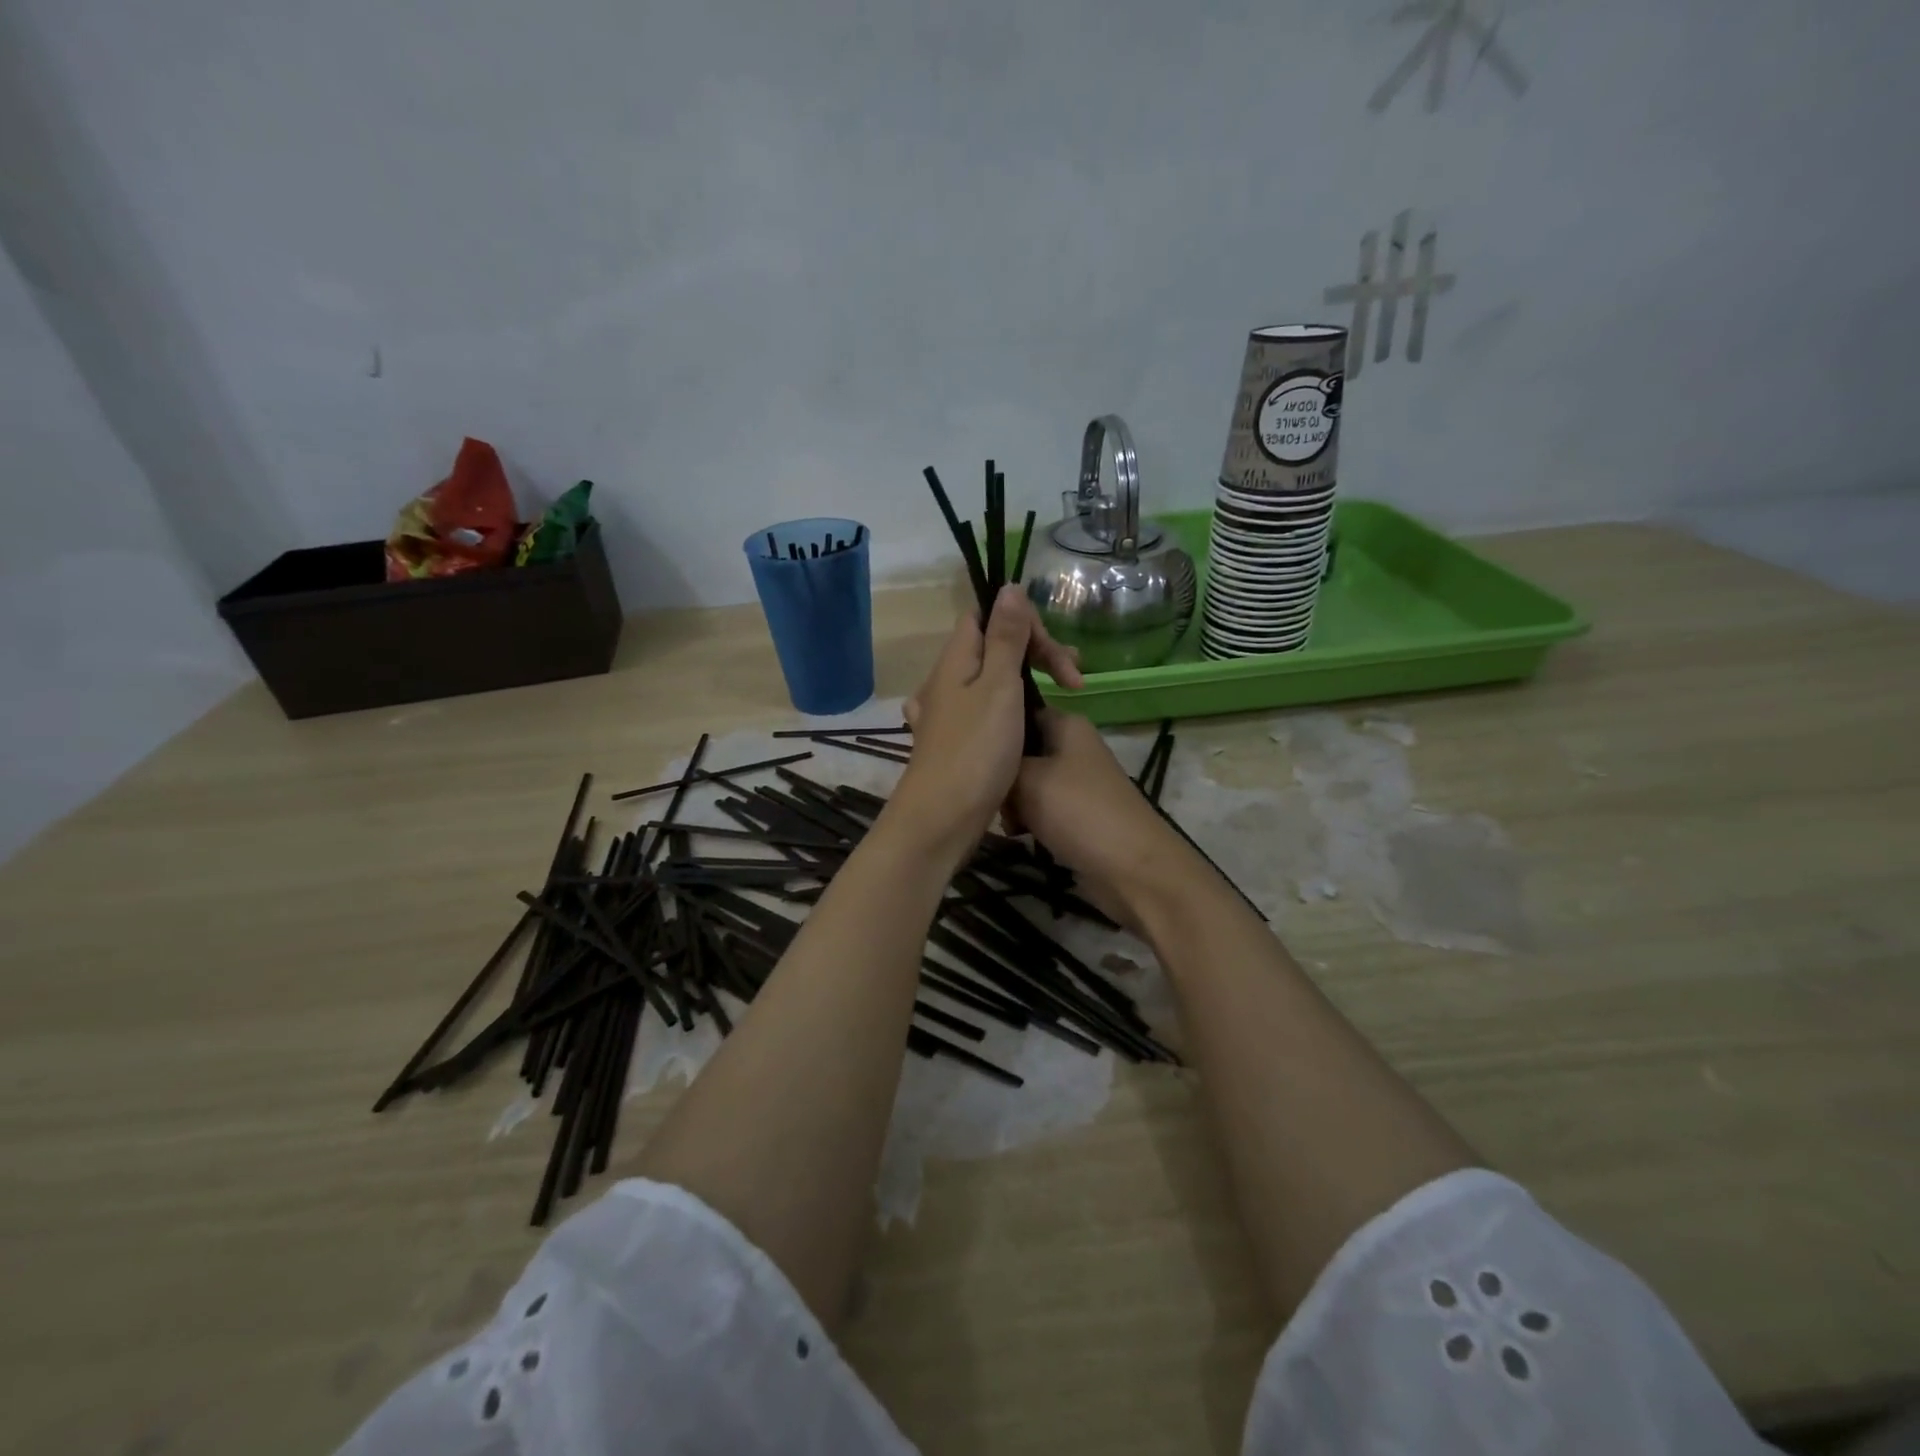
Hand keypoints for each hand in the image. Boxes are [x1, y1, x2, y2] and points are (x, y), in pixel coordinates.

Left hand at [891, 586, 1082, 857]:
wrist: (943, 818)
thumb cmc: (975, 749)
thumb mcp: (998, 686)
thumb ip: (1005, 637)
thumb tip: (1008, 587)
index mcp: (956, 658)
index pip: (987, 615)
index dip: (1023, 622)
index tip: (1054, 652)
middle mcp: (949, 679)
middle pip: (994, 646)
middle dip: (1037, 653)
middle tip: (1076, 679)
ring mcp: (952, 712)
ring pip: (995, 679)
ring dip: (1030, 680)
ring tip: (1066, 697)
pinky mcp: (960, 740)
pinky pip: (990, 709)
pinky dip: (1015, 708)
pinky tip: (1031, 721)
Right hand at [1007, 709, 1192, 932]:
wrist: (1131, 867)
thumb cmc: (1078, 811)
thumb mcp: (1028, 778)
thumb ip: (1000, 763)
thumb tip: (985, 760)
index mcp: (1067, 725)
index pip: (1021, 710)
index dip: (996, 725)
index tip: (970, 746)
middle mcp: (1073, 747)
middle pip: (1022, 750)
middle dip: (1001, 772)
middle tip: (989, 793)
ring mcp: (1077, 782)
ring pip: (1028, 783)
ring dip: (1012, 802)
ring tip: (1006, 821)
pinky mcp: (1077, 815)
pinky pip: (1041, 809)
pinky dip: (1029, 821)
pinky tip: (1019, 836)